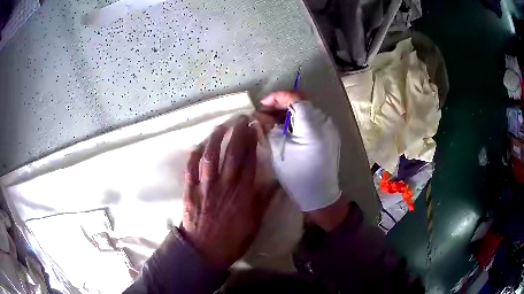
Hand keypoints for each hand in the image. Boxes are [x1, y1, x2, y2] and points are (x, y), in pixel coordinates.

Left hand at [180, 116, 274, 267]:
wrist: (204, 251)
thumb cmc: (232, 239)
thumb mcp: (255, 223)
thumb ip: (264, 201)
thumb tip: (275, 182)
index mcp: (242, 193)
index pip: (249, 161)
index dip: (252, 142)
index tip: (254, 128)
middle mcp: (224, 185)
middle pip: (231, 154)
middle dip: (237, 133)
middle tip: (241, 119)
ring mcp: (205, 186)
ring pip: (210, 157)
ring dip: (215, 139)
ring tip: (221, 126)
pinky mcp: (190, 190)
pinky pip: (191, 169)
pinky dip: (194, 156)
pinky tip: (198, 146)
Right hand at [260, 91, 348, 230]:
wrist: (319, 194)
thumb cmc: (297, 175)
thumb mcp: (278, 150)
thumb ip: (268, 127)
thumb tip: (258, 114)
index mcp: (312, 126)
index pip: (295, 98)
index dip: (277, 97)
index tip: (263, 105)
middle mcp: (325, 122)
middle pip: (301, 102)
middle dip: (281, 104)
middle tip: (265, 114)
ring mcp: (330, 128)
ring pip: (307, 110)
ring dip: (289, 112)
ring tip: (274, 121)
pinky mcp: (331, 134)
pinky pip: (313, 119)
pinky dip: (299, 119)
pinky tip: (288, 128)